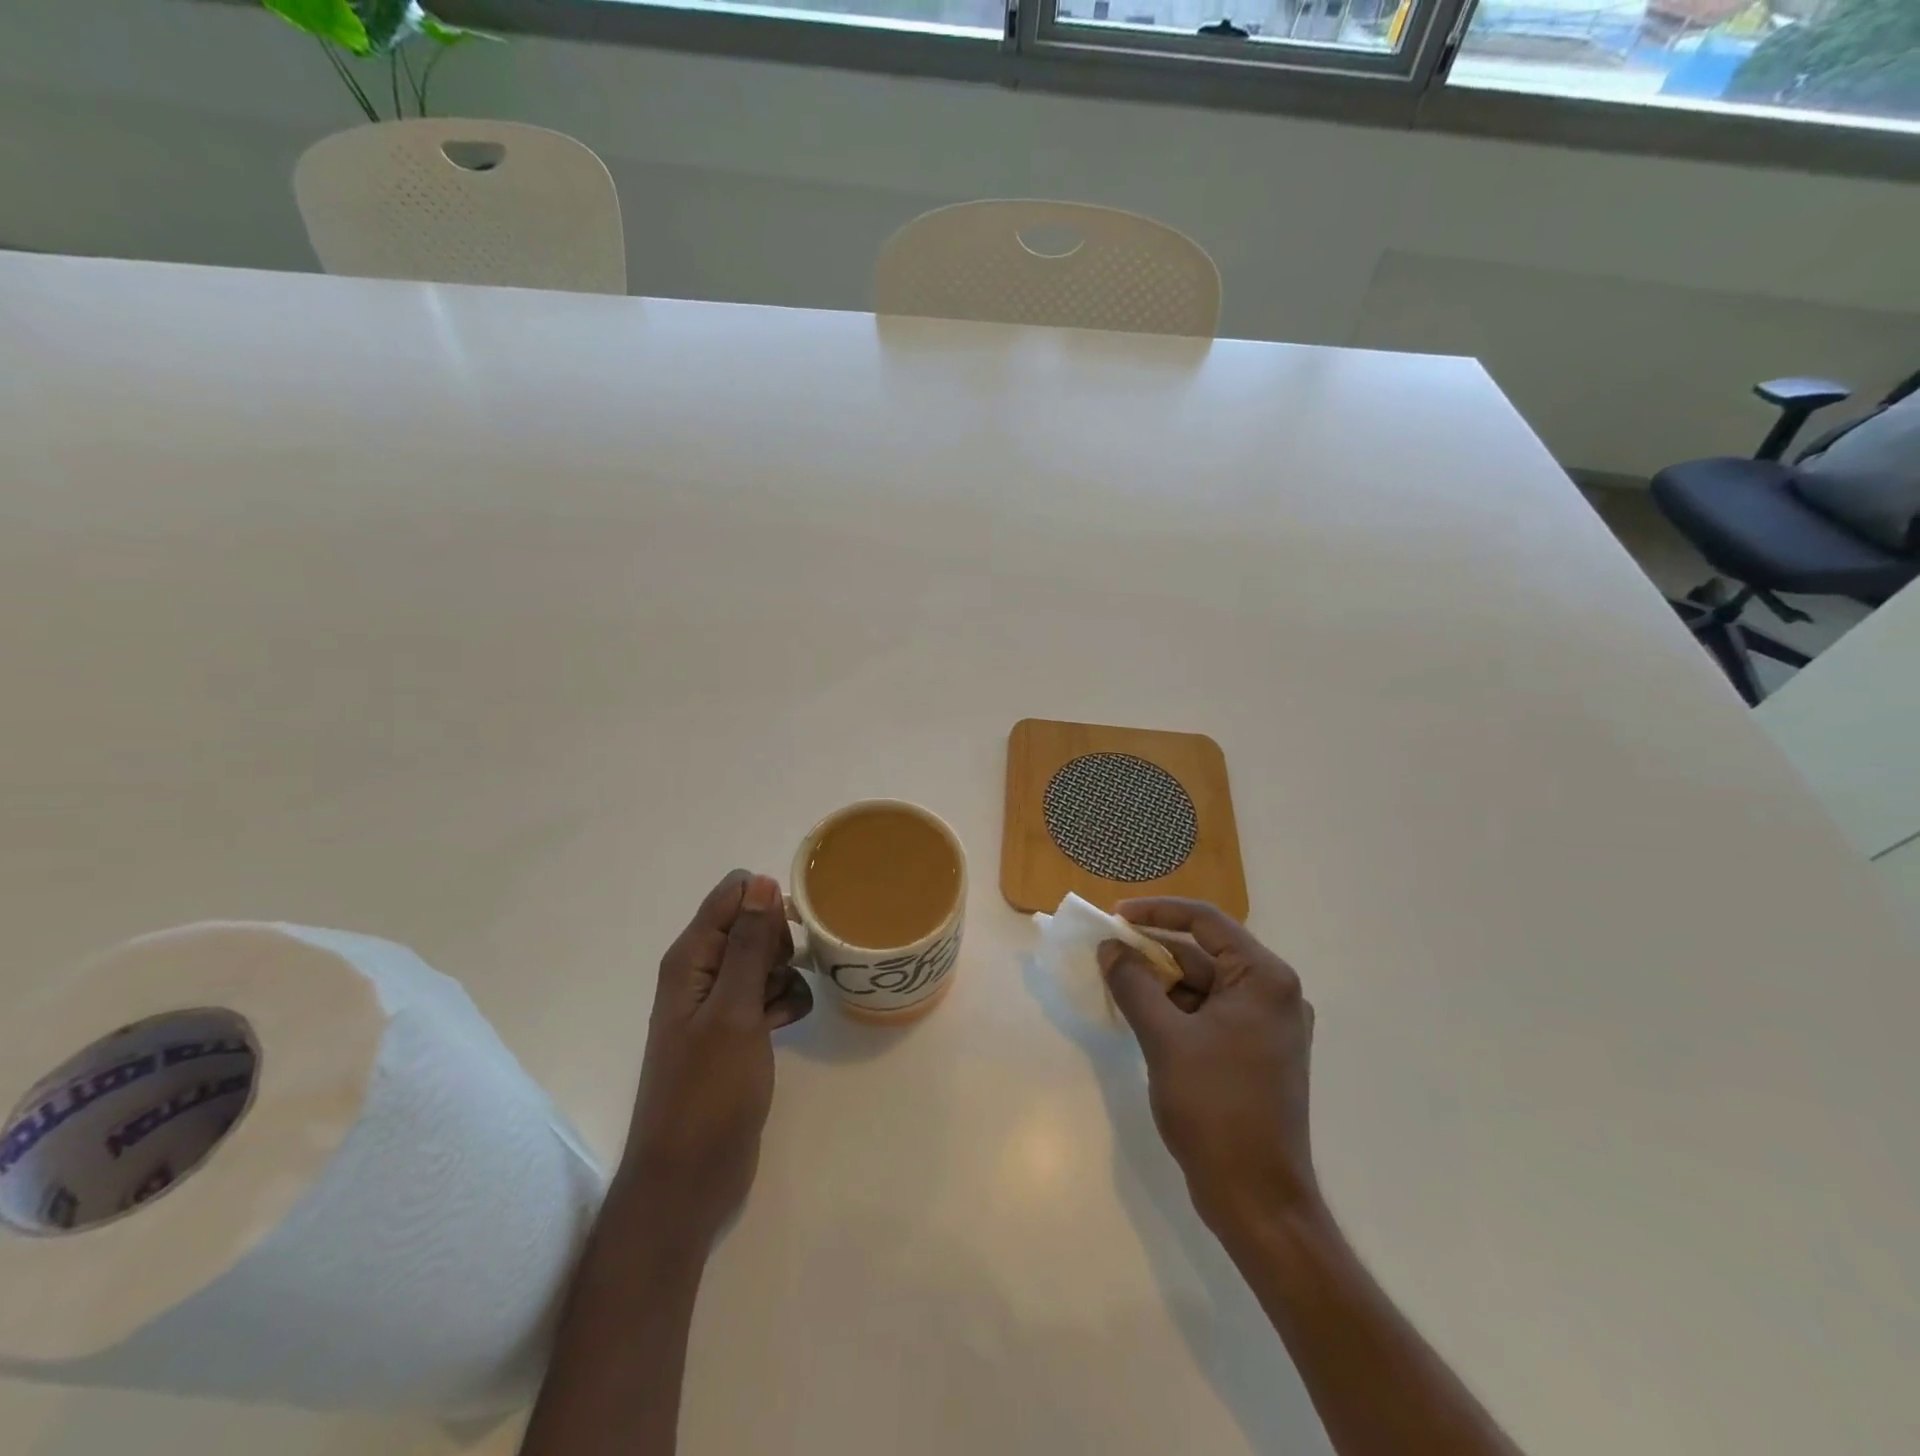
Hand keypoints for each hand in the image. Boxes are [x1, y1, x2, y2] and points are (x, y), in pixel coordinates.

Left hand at [617, 870, 813, 1242]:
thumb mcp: (734, 1010)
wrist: (690, 1177)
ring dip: (785, 977)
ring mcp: (720, 1004)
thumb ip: (749, 944)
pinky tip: (784, 1027)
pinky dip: (785, 1003)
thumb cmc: (708, 1090)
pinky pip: (772, 995)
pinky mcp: (738, 1032)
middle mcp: (701, 973)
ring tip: (778, 1012)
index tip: (788, 936)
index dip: (766, 905)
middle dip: (778, 944)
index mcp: (689, 958)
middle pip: (753, 925)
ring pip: (767, 961)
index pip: (732, 895)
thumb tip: (762, 881)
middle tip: (777, 979)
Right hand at [1099, 898, 1318, 1241]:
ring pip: (1203, 985)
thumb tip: (1109, 948)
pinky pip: (1209, 1012)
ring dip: (1160, 982)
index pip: (1206, 922)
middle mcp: (1273, 993)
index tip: (1114, 916)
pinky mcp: (1255, 1051)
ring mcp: (1266, 1025)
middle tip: (1107, 952)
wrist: (1257, 1199)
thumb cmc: (1215, 1109)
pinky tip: (1141, 1016)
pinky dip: (1175, 1009)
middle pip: (1203, 953)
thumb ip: (1134, 984)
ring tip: (1115, 983)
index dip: (1156, 912)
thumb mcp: (1164, 1039)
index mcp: (1264, 979)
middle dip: (1153, 951)